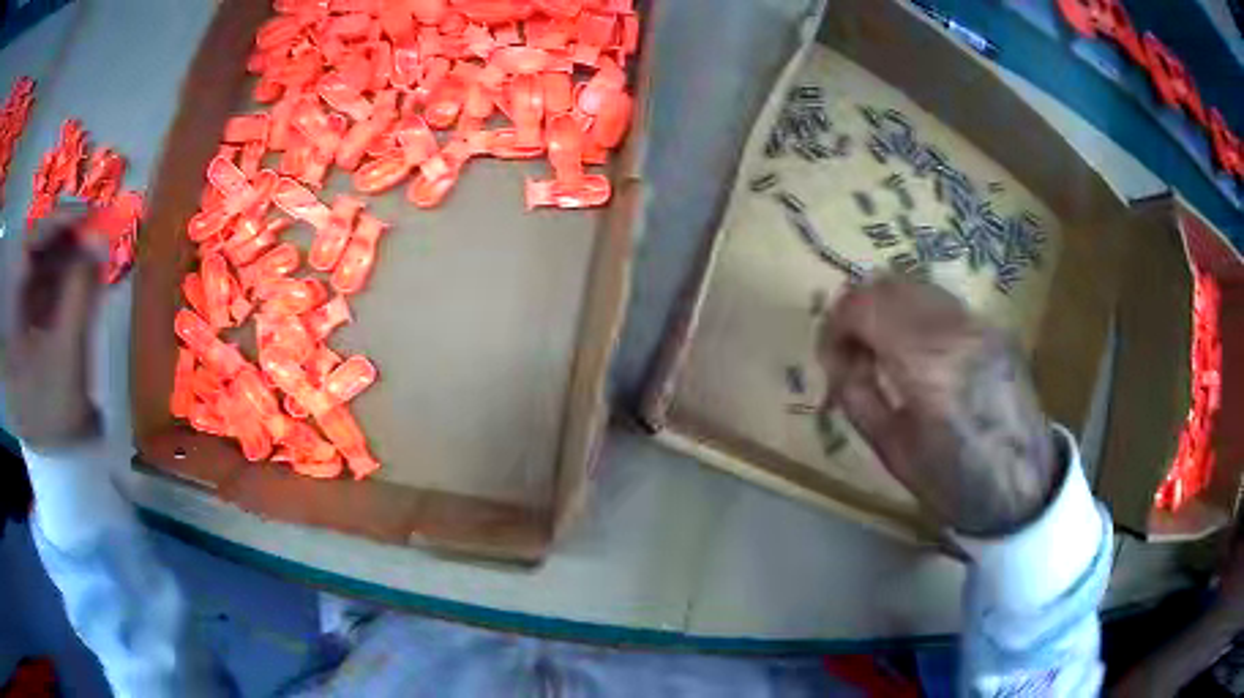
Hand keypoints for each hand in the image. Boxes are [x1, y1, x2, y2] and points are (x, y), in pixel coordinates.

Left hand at [2, 208, 104, 450]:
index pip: (28, 246)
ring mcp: (28, 317)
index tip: (84, 215)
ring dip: (70, 256)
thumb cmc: (55, 414)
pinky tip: (87, 275)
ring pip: (46, 269)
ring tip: (96, 250)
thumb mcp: (65, 357)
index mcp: (13, 313)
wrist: (59, 460)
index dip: (53, 223)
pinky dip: (70, 277)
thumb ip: (79, 295)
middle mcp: (17, 307)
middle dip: (65, 238)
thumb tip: (99, 240)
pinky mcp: (40, 327)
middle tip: (96, 228)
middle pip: (38, 253)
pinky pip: (53, 289)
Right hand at [818, 276, 1059, 537]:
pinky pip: (942, 301)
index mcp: (927, 365)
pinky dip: (916, 312)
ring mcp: (980, 322)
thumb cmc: (953, 483)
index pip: (863, 306)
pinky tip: (919, 349)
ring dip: (888, 307)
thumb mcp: (892, 450)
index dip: (834, 325)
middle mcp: (955, 328)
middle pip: (888, 284)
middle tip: (851, 350)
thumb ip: (857, 394)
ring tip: (883, 348)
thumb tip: (839, 359)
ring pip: (916, 285)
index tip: (831, 356)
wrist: (1024, 488)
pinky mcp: (995, 326)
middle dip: (858, 310)